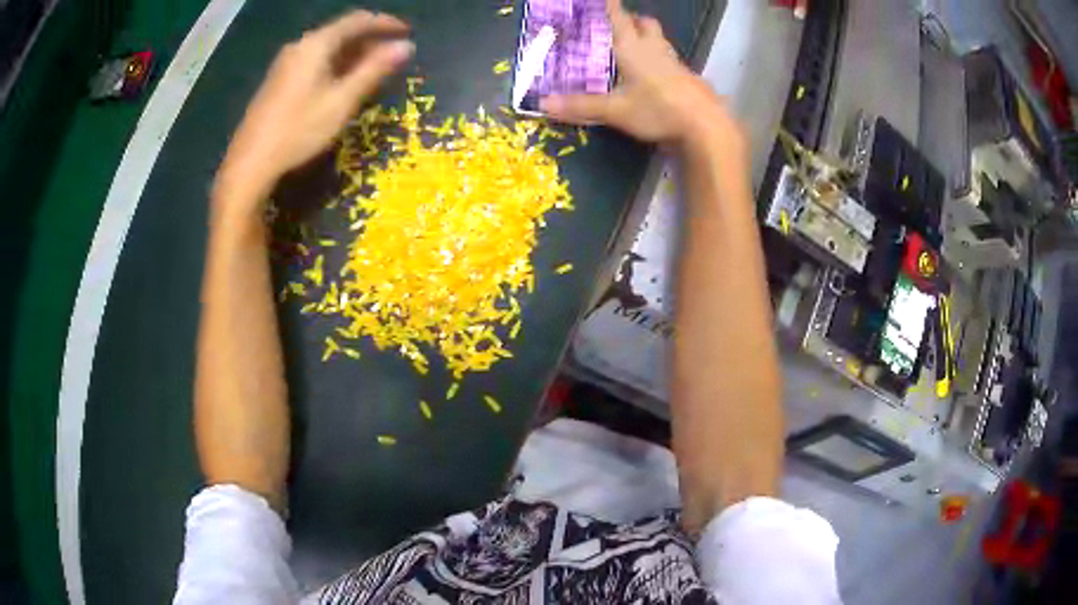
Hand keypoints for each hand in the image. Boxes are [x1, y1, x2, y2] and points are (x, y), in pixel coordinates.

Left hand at [215, 10, 412, 209]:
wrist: (250, 162)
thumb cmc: (298, 130)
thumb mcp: (342, 101)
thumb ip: (374, 70)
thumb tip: (406, 47)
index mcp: (316, 45)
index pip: (357, 20)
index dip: (385, 23)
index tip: (407, 32)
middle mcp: (300, 46)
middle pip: (341, 32)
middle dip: (370, 39)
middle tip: (393, 54)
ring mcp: (286, 62)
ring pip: (328, 47)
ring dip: (354, 53)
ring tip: (374, 69)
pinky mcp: (279, 79)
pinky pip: (315, 60)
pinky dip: (336, 64)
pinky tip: (344, 81)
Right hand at [540, 0, 739, 149]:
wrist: (705, 126)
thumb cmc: (658, 110)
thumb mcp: (615, 110)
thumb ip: (581, 106)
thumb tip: (544, 103)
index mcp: (633, 48)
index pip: (619, 17)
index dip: (609, 5)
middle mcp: (655, 49)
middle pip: (646, 24)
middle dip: (632, 20)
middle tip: (618, 25)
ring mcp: (675, 63)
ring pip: (660, 40)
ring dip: (647, 37)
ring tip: (633, 47)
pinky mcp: (688, 78)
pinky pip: (670, 59)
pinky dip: (659, 59)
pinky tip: (654, 74)